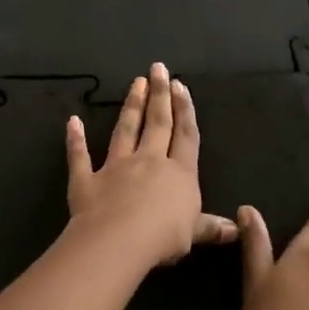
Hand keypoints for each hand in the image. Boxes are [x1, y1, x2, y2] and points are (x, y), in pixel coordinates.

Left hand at [65, 63, 237, 268]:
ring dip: (131, 106)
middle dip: (159, 95)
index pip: (185, 136)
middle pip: (157, 123)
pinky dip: (75, 139)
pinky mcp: (87, 179)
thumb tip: (235, 229)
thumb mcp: (194, 233)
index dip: (184, 110)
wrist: (119, 240)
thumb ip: (211, 227)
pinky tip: (73, 122)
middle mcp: (148, 162)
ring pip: (125, 131)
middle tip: (158, 69)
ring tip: (135, 83)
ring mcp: (115, 167)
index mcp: (179, 173)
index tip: (180, 86)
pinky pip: (80, 156)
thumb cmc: (163, 236)